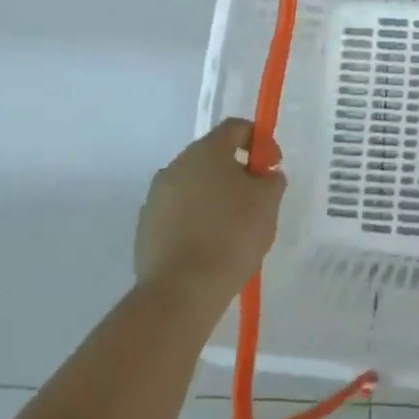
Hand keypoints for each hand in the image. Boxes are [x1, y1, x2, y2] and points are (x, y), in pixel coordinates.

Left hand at [134, 118, 284, 305]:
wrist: (182, 290)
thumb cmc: (232, 234)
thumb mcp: (268, 202)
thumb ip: (271, 179)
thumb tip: (265, 175)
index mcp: (206, 152)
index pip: (235, 128)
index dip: (260, 140)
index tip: (272, 166)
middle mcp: (175, 166)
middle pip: (212, 156)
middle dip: (236, 171)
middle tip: (256, 198)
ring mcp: (156, 197)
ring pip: (193, 186)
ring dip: (214, 197)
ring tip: (233, 227)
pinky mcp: (145, 227)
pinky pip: (178, 213)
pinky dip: (195, 220)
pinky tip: (210, 245)